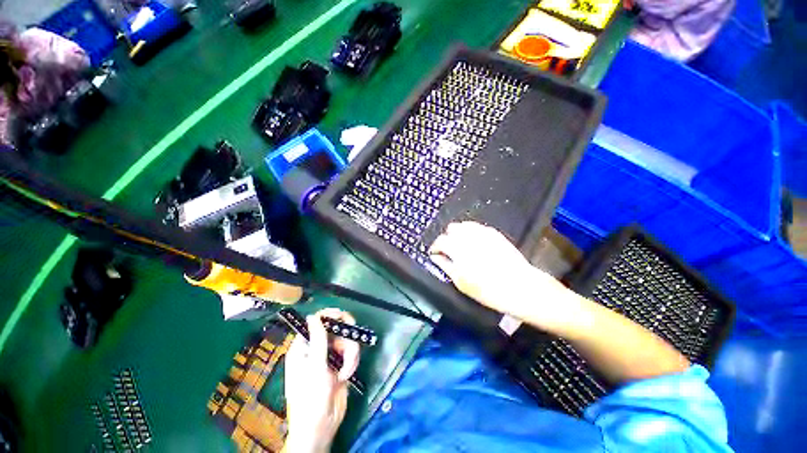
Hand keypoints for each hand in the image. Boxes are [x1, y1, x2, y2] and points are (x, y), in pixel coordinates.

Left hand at [284, 309, 359, 452]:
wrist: (322, 426)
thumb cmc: (311, 397)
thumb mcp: (315, 367)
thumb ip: (318, 339)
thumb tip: (313, 315)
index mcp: (304, 346)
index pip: (318, 320)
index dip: (331, 316)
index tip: (343, 318)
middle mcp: (317, 347)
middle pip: (337, 327)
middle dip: (345, 339)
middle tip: (349, 347)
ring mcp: (330, 355)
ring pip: (347, 339)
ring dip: (350, 355)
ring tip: (345, 372)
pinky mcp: (341, 363)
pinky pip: (352, 352)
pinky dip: (352, 362)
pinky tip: (346, 375)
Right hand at [429, 222, 574, 327]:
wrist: (520, 287)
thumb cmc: (487, 289)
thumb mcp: (461, 282)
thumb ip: (445, 265)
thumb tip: (435, 256)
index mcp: (458, 248)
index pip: (440, 240)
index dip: (435, 247)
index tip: (435, 253)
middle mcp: (469, 236)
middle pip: (451, 228)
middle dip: (447, 238)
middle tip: (449, 251)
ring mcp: (483, 232)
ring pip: (464, 225)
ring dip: (458, 234)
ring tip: (461, 246)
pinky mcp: (494, 233)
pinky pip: (477, 227)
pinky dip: (471, 232)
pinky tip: (475, 243)